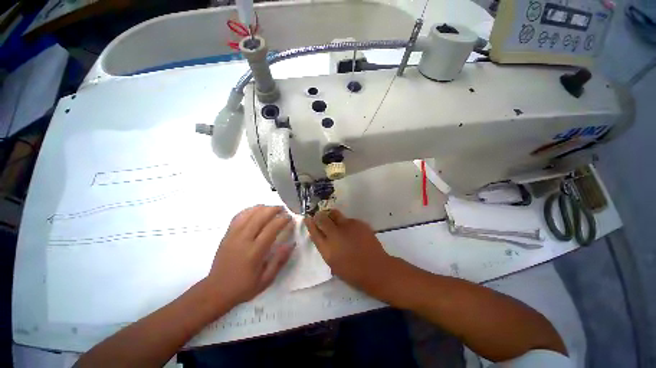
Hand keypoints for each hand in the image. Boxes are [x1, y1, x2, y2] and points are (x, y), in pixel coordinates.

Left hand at [206, 205, 293, 306]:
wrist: (216, 291)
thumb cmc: (243, 287)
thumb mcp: (266, 279)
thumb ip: (279, 260)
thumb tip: (291, 243)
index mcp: (254, 252)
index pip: (271, 228)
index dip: (282, 220)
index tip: (290, 218)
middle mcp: (243, 239)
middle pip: (260, 216)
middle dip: (274, 209)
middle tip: (283, 210)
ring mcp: (233, 235)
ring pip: (249, 213)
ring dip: (262, 207)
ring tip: (272, 208)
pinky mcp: (227, 234)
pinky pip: (238, 216)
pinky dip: (249, 210)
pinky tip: (255, 210)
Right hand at [305, 210, 393, 290]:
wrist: (376, 268)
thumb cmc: (352, 271)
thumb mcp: (333, 263)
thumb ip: (325, 247)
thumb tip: (321, 235)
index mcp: (327, 247)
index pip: (314, 230)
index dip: (310, 223)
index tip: (308, 218)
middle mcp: (336, 233)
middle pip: (323, 217)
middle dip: (320, 215)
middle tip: (322, 217)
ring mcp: (348, 226)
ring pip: (336, 214)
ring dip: (333, 217)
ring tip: (338, 225)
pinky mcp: (359, 222)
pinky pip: (349, 219)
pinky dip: (347, 224)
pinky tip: (352, 232)